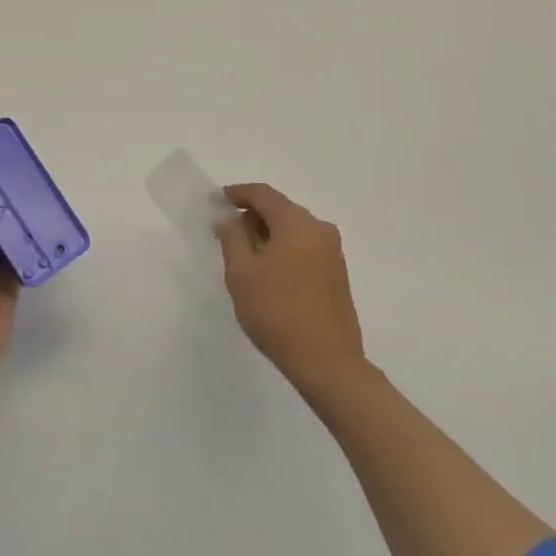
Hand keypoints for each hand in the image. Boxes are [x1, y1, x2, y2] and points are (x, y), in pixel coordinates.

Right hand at [216, 183, 365, 395]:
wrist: (327, 362)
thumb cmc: (277, 313)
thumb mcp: (241, 274)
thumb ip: (232, 238)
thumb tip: (228, 218)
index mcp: (296, 223)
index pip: (263, 194)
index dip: (238, 193)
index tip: (218, 199)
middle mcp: (319, 229)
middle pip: (281, 209)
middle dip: (252, 215)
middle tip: (227, 231)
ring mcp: (332, 251)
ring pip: (294, 229)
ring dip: (269, 233)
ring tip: (245, 254)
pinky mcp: (338, 272)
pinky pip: (305, 246)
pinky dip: (285, 248)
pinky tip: (270, 271)